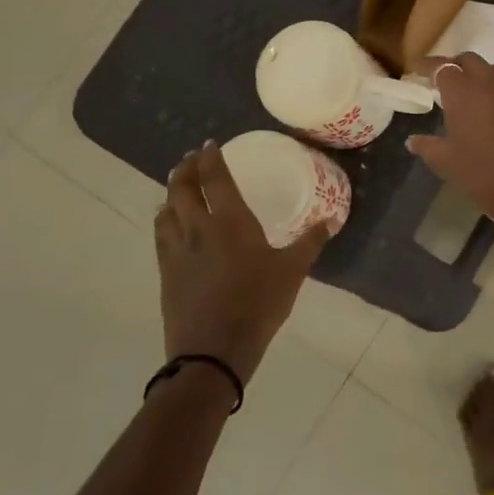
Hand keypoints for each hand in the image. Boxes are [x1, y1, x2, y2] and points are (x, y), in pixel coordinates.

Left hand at [154, 142, 323, 383]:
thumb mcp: (293, 271)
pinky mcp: (166, 271)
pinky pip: (160, 233)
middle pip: (182, 188)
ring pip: (166, 209)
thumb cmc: (259, 304)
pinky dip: (164, 218)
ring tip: (180, 187)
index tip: (210, 144)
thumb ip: (311, 241)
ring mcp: (177, 250)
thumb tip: (332, 218)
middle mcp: (199, 228)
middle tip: (193, 159)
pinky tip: (171, 223)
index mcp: (231, 222)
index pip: (215, 179)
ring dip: (171, 192)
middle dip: (186, 169)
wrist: (213, 350)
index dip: (211, 158)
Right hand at [406, 53, 493, 236]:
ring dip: (478, 75)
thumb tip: (413, 140)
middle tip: (442, 79)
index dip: (429, 66)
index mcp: (464, 94)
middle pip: (470, 61)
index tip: (418, 70)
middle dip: (455, 65)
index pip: (443, 67)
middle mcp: (490, 86)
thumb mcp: (448, 164)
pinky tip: (488, 111)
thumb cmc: (485, 176)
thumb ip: (428, 147)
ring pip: (493, 71)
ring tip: (466, 93)